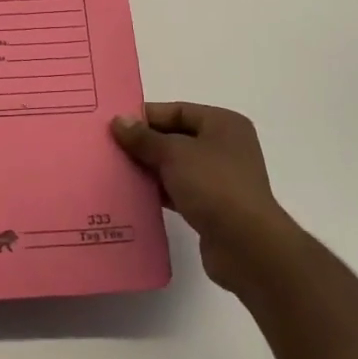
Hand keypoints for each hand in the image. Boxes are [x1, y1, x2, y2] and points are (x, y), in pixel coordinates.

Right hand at [112, 102, 301, 294]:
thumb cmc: (214, 185)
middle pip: (176, 138)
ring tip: (116, 171)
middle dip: (145, 144)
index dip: (146, 116)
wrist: (247, 247)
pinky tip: (134, 196)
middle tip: (110, 148)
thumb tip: (119, 120)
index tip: (115, 125)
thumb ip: (144, 138)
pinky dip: (160, 191)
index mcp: (223, 124)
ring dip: (150, 169)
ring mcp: (221, 179)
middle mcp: (225, 147)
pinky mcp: (214, 208)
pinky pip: (180, 191)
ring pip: (177, 166)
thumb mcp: (174, 154)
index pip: (178, 111)